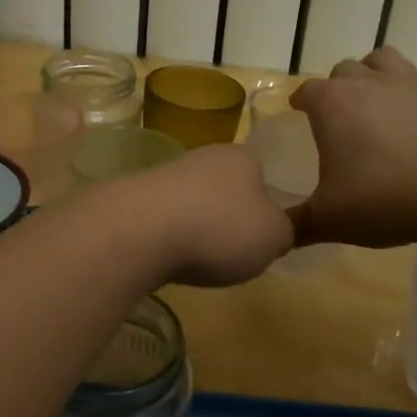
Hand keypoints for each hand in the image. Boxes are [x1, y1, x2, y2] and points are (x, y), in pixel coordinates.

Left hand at [116, 144, 293, 286]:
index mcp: (243, 158)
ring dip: (195, 229)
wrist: (141, 231)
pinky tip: (165, 257)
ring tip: (195, 260)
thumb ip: (282, 232)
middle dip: (227, 219)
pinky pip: (162, 220)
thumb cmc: (221, 229)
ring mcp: (165, 174)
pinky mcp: (134, 197)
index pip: (261, 177)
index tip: (259, 238)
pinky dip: (167, 238)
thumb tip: (273, 231)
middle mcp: (204, 157)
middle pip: (224, 190)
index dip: (263, 209)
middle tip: (230, 253)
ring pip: (192, 204)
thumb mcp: (274, 237)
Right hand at [288, 47, 416, 248]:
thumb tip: (273, 235)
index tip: (297, 115)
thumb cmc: (384, 198)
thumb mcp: (330, 220)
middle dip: (333, 90)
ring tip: (368, 104)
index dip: (299, 102)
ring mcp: (405, 85)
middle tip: (334, 121)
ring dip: (368, 76)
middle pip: (341, 72)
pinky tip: (404, 117)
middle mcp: (365, 84)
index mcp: (331, 104)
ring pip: (378, 61)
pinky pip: (411, 77)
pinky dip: (401, 89)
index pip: (305, 91)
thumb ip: (297, 225)